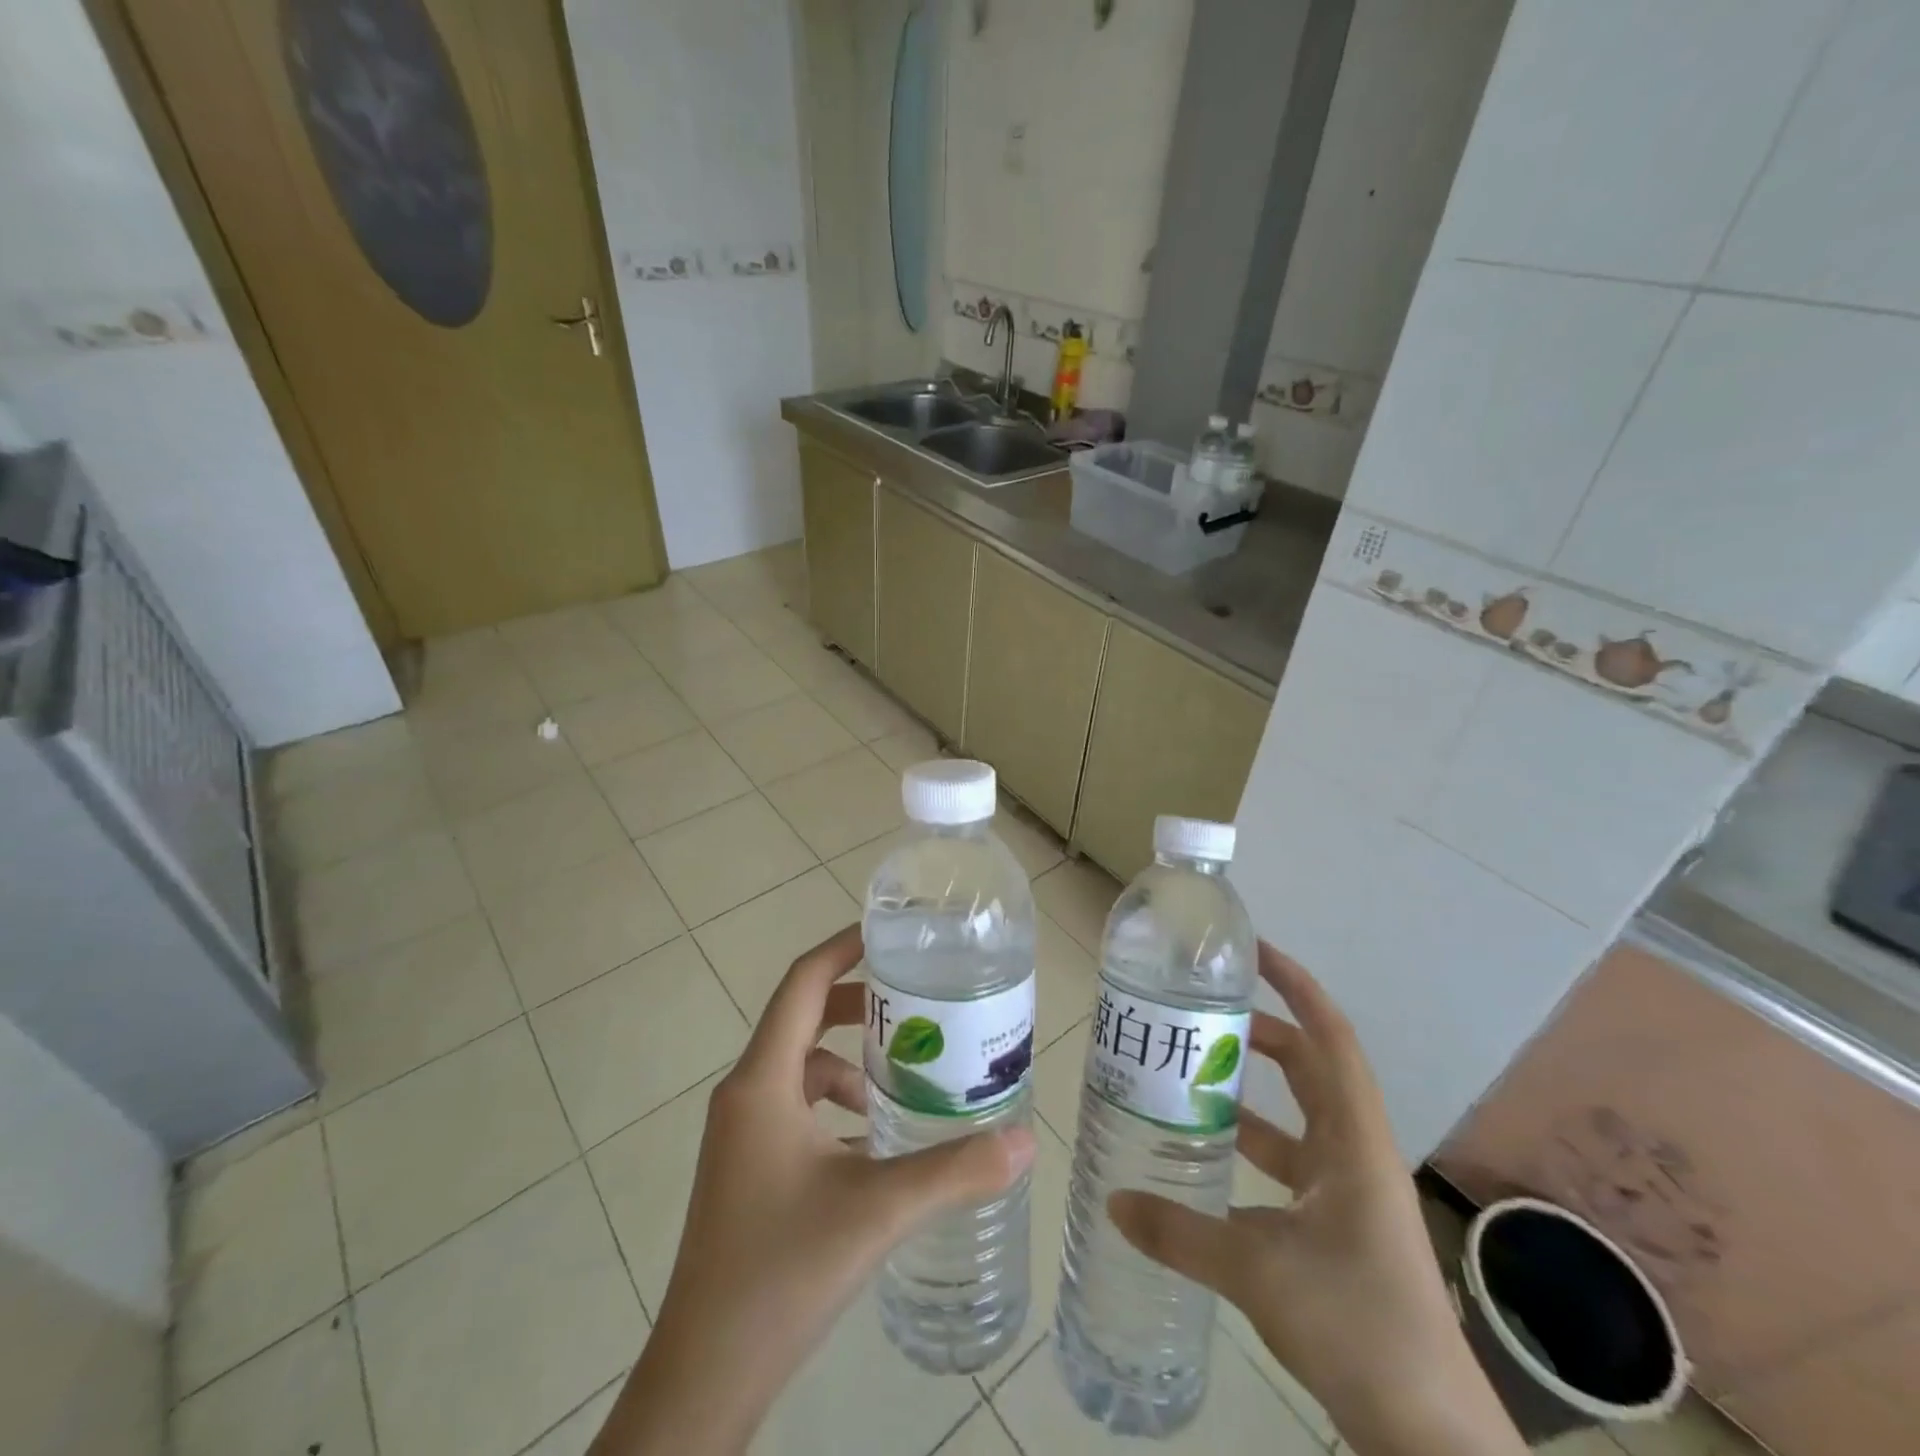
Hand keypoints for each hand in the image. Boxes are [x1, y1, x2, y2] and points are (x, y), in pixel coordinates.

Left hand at [590, 925, 1035, 1455]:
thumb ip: (954, 1171)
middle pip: (802, 1018)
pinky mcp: (745, 1166)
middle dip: (857, 1005)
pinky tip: (874, 1140)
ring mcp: (741, 1133)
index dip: (842, 948)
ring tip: (905, 1077)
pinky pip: (794, 1108)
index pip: (802, 984)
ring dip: (849, 1061)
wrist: (704, 1374)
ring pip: (800, 1067)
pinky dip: (834, 1104)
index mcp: (763, 1082)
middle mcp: (745, 1094)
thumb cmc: (782, 1272)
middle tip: (914, 1006)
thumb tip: (1025, 1140)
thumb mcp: (877, 1211)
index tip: (890, 934)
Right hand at [1108, 944, 1525, 1455]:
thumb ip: (1179, 1232)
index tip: (1255, 953)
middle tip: (1203, 1015)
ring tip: (1192, 1076)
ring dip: (1252, 1094)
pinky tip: (1209, 1161)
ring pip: (1297, 1119)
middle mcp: (1355, 1154)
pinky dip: (1253, 1150)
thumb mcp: (1255, 1271)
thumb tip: (1114, 1203)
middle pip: (1310, 1069)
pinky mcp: (1339, 1228)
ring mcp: (1350, 1193)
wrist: (1429, 1435)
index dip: (1298, 987)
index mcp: (1353, 1141)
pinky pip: (1290, 1166)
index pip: (1330, 1038)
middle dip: (1262, 1033)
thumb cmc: (1356, 1325)